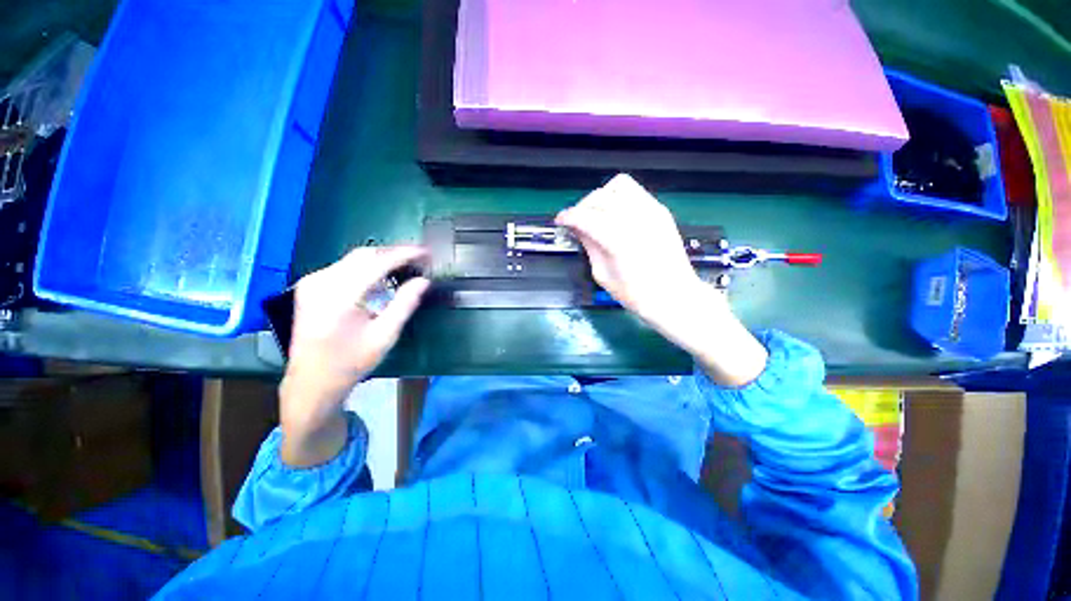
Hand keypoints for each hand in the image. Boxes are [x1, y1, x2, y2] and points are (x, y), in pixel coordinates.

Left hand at [279, 246, 429, 466]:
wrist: (311, 381)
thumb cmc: (351, 362)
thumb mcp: (385, 336)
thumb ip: (405, 304)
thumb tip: (424, 281)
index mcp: (339, 296)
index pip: (378, 262)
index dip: (405, 254)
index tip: (426, 253)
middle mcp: (322, 282)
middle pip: (365, 254)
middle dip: (394, 254)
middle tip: (419, 260)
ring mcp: (313, 282)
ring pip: (354, 259)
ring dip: (382, 260)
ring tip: (406, 267)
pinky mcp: (311, 286)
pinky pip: (345, 267)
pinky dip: (367, 268)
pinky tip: (382, 278)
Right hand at [556, 174, 767, 386]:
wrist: (673, 296)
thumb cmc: (636, 294)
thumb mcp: (603, 274)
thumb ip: (590, 246)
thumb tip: (578, 228)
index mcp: (617, 239)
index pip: (584, 216)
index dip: (568, 216)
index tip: (560, 221)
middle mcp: (635, 218)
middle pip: (599, 197)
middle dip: (582, 207)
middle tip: (577, 223)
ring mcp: (651, 211)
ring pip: (618, 186)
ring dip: (602, 197)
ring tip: (597, 214)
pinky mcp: (660, 211)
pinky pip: (635, 192)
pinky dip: (619, 198)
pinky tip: (616, 215)